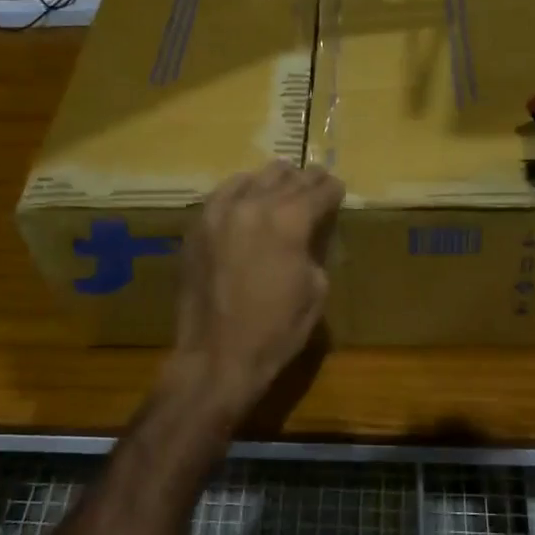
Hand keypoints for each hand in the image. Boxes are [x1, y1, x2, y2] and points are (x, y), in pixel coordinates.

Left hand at [169, 161, 344, 422]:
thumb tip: (308, 236)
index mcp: (290, 221)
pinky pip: (222, 194)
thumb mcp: (315, 290)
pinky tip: (247, 196)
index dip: (333, 190)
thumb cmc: (276, 330)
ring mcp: (220, 212)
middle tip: (317, 183)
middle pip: (287, 178)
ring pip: (253, 178)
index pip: (319, 191)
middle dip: (306, 180)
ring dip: (274, 180)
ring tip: (283, 185)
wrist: (217, 356)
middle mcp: (254, 205)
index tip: (338, 190)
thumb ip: (314, 250)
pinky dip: (241, 190)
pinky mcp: (197, 226)